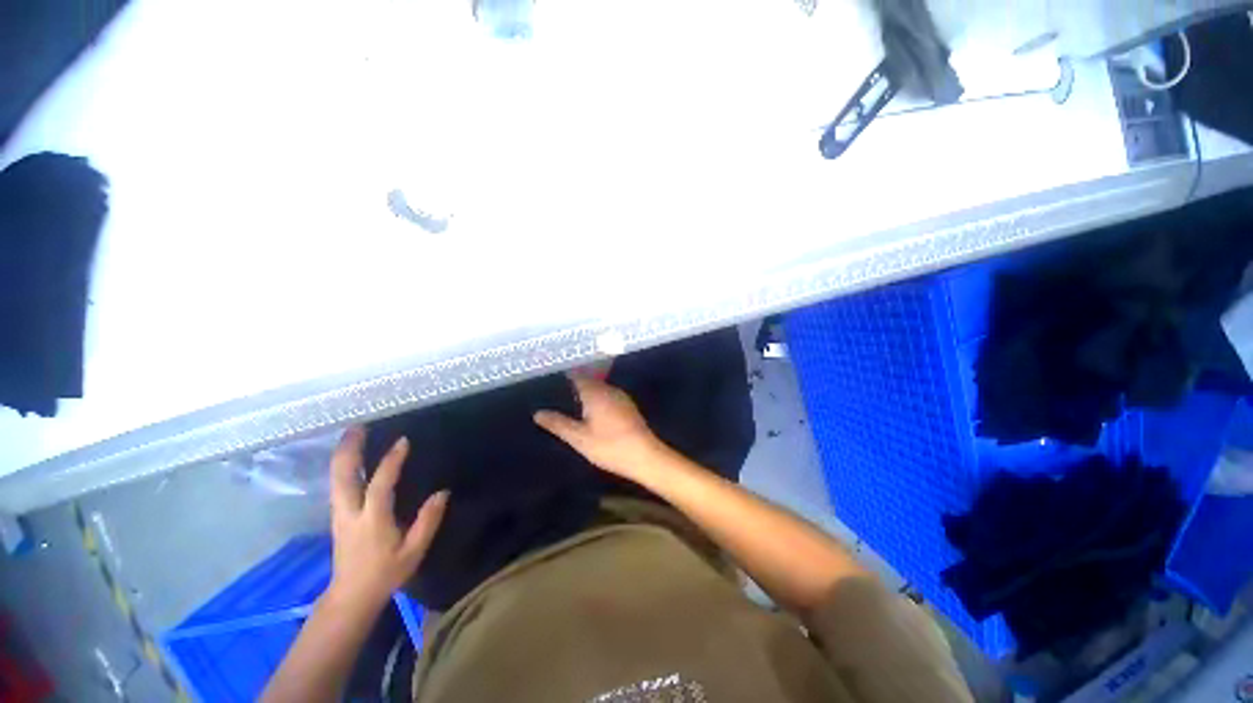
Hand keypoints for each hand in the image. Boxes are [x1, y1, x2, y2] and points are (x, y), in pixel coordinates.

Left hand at [327, 426, 447, 608]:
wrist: (351, 595)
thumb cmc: (386, 573)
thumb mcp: (413, 551)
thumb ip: (428, 522)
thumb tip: (442, 493)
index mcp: (372, 521)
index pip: (380, 485)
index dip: (391, 462)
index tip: (403, 441)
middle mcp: (350, 513)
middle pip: (343, 476)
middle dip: (349, 450)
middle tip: (359, 426)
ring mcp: (339, 513)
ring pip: (336, 478)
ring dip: (343, 454)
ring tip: (352, 433)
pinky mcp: (337, 515)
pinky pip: (337, 483)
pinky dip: (342, 465)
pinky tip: (350, 456)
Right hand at [534, 375, 666, 482]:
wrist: (645, 456)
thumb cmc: (609, 446)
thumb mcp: (579, 438)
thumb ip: (558, 424)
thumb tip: (537, 412)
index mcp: (595, 392)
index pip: (577, 376)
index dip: (565, 377)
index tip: (552, 380)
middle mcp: (609, 389)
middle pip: (589, 381)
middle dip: (575, 384)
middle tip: (559, 393)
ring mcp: (621, 397)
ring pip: (600, 388)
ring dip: (588, 392)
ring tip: (572, 401)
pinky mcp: (628, 406)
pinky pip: (609, 396)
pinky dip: (599, 399)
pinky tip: (593, 411)